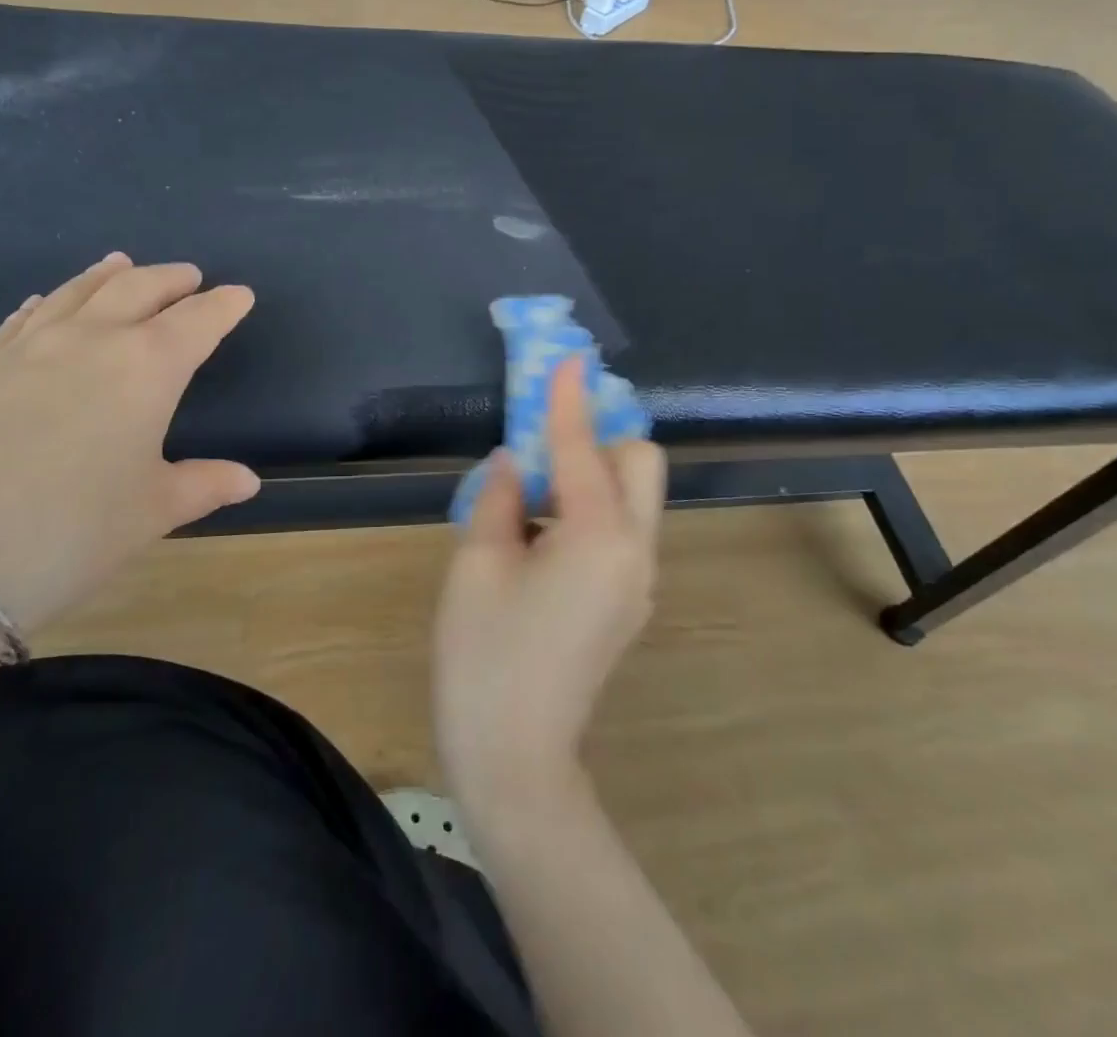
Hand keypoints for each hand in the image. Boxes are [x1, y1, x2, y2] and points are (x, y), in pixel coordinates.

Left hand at [0, 253, 260, 631]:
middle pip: (139, 289)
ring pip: (78, 292)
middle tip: (189, 277)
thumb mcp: (150, 513)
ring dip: (109, 275)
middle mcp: (90, 340)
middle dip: (171, 279)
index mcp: (146, 367)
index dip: (223, 306)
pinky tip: (48, 301)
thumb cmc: (68, 532)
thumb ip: (203, 485)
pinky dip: (51, 301)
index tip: (240, 295)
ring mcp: (26, 347)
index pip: (197, 321)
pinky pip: (25, 317)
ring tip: (124, 263)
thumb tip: (247, 480)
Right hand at [433, 359, 666, 814]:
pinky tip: (539, 532)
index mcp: (597, 537)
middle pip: (639, 464)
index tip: (565, 358)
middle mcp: (635, 552)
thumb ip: (500, 497)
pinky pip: (619, 530)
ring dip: (593, 473)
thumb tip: (517, 462)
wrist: (514, 759)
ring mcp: (638, 581)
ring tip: (532, 489)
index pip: (583, 449)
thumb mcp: (477, 564)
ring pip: (633, 497)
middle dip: (600, 436)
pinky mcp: (627, 602)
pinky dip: (588, 509)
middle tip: (547, 439)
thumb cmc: (484, 656)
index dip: (568, 400)